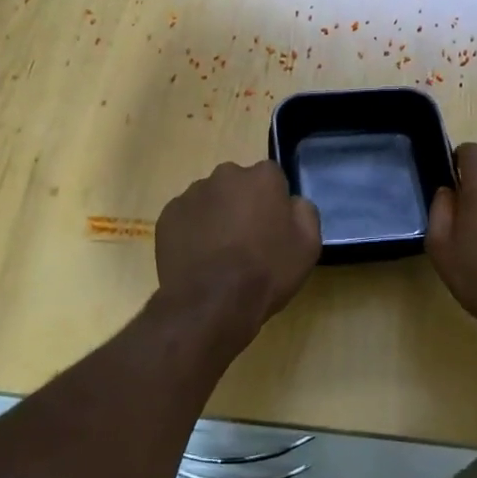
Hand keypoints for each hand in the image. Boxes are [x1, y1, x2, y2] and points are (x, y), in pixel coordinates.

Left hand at [155, 161, 321, 335]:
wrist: (212, 303)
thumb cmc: (267, 271)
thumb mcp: (308, 245)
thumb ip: (303, 212)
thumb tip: (292, 203)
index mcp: (262, 176)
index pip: (272, 179)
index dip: (274, 204)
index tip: (273, 228)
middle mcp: (225, 175)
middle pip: (238, 185)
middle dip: (242, 205)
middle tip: (247, 241)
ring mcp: (192, 194)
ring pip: (210, 201)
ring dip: (216, 218)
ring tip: (220, 255)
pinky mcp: (168, 215)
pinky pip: (186, 218)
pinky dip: (192, 232)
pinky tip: (199, 259)